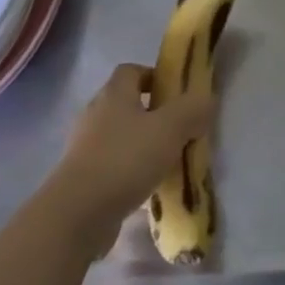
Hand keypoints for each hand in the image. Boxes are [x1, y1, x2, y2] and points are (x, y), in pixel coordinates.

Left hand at [47, 64, 213, 253]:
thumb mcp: (170, 129)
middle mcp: (96, 114)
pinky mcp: (82, 178)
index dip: (155, 76)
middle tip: (178, 130)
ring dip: (142, 145)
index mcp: (114, 94)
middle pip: (126, 103)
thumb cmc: (125, 159)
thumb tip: (207, 99)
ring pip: (121, 137)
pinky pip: (113, 165)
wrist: (77, 214)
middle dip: (153, 114)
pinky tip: (148, 189)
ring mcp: (85, 147)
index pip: (132, 70)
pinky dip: (130, 172)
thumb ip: (192, 110)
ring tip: (167, 162)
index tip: (177, 94)